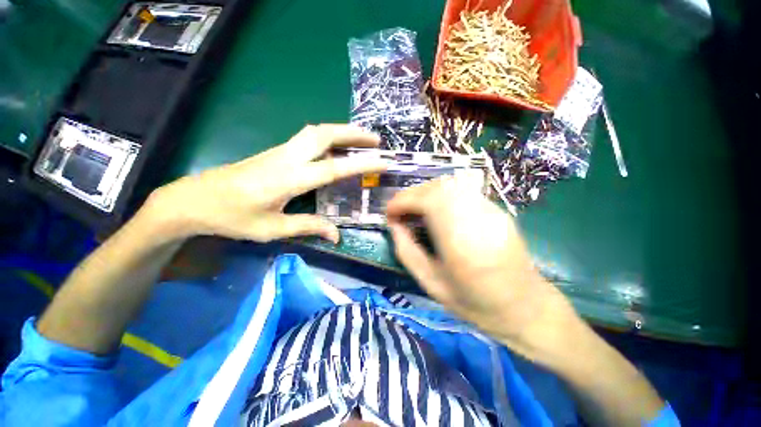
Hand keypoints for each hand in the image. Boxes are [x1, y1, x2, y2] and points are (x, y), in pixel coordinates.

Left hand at [147, 124, 386, 242]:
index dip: (361, 163)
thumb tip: (338, 236)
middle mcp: (287, 158)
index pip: (333, 168)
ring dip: (342, 131)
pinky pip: (308, 139)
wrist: (193, 200)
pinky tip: (337, 148)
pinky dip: (329, 138)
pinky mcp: (277, 152)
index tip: (383, 160)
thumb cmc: (233, 217)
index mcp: (289, 179)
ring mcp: (280, 151)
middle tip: (376, 140)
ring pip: (316, 132)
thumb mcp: (273, 228)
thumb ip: (309, 227)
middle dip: (353, 133)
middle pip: (324, 134)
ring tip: (362, 140)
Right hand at [386, 176, 579, 361]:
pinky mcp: (496, 209)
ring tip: (414, 209)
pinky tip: (435, 210)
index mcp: (461, 243)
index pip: (428, 202)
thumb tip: (393, 225)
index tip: (389, 213)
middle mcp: (478, 219)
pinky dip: (441, 194)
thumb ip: (407, 251)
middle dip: (412, 195)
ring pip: (451, 184)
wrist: (525, 307)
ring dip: (425, 192)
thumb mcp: (431, 284)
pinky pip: (462, 191)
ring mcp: (491, 211)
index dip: (403, 202)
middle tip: (399, 211)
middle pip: (439, 188)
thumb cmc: (475, 304)